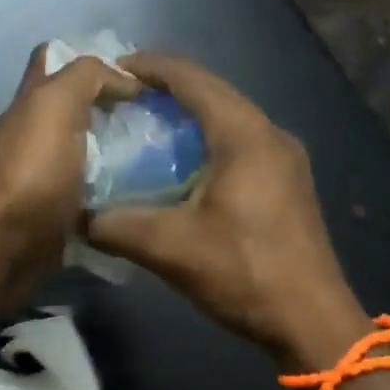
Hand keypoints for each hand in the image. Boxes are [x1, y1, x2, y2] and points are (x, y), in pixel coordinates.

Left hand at [0, 46, 139, 294]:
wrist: (6, 246)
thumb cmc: (32, 169)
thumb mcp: (58, 103)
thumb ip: (88, 77)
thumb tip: (127, 82)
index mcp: (33, 101)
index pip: (54, 59)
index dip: (91, 58)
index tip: (134, 74)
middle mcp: (37, 134)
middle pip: (78, 108)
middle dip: (117, 108)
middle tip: (160, 116)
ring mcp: (49, 175)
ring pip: (92, 152)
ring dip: (124, 153)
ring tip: (166, 153)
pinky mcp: (62, 211)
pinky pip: (96, 193)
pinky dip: (119, 192)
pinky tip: (150, 192)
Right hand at [86, 53, 363, 364]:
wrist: (313, 323)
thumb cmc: (245, 274)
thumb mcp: (171, 249)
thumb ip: (116, 226)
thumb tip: (76, 215)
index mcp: (245, 135)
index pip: (192, 79)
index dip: (150, 66)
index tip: (111, 70)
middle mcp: (270, 134)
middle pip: (212, 92)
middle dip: (166, 89)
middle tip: (120, 98)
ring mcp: (285, 158)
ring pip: (228, 118)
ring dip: (187, 115)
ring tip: (144, 125)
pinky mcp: (287, 182)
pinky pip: (240, 142)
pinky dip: (206, 140)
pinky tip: (181, 165)